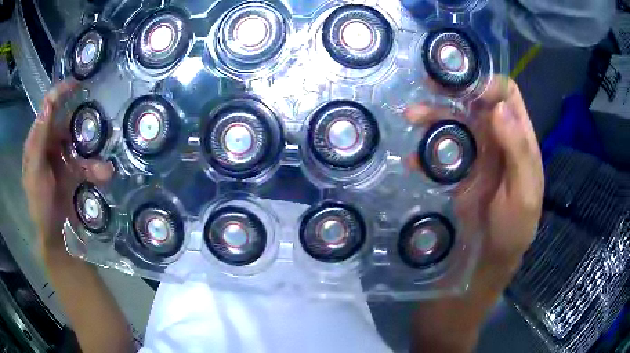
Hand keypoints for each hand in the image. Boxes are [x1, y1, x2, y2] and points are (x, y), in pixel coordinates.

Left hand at [22, 80, 113, 252]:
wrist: (54, 235)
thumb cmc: (39, 203)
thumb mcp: (35, 171)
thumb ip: (39, 139)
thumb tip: (48, 104)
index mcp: (38, 141)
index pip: (48, 108)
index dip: (61, 93)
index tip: (78, 83)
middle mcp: (50, 144)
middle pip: (67, 125)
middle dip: (82, 127)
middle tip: (97, 121)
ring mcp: (63, 157)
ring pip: (80, 146)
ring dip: (91, 156)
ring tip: (102, 170)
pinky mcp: (74, 171)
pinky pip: (87, 164)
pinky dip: (96, 169)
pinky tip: (104, 175)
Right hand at [407, 77, 542, 351]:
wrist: (481, 266)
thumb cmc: (510, 234)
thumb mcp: (523, 197)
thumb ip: (518, 152)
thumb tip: (500, 107)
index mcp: (520, 142)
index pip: (509, 96)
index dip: (490, 85)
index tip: (468, 90)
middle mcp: (499, 141)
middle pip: (478, 102)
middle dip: (455, 91)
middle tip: (428, 86)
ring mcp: (477, 156)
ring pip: (457, 121)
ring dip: (435, 115)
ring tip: (412, 117)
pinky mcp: (458, 172)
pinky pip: (442, 151)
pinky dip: (427, 151)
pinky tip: (413, 162)